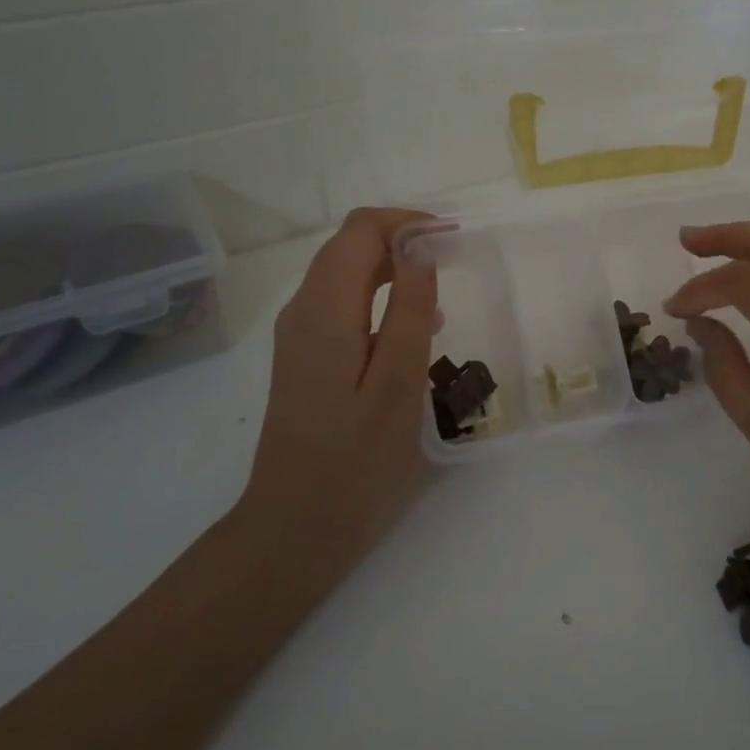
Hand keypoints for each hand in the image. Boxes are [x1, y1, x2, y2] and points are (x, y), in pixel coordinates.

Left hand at [239, 207, 439, 574]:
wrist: (295, 527)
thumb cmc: (355, 462)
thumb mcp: (398, 384)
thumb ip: (411, 310)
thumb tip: (421, 246)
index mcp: (325, 311)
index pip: (361, 230)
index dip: (408, 222)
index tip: (454, 238)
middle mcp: (303, 310)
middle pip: (350, 245)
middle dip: (403, 239)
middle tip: (455, 259)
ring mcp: (299, 333)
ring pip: (345, 271)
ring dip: (393, 266)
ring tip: (442, 290)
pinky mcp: (304, 355)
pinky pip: (342, 302)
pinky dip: (379, 295)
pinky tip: (413, 327)